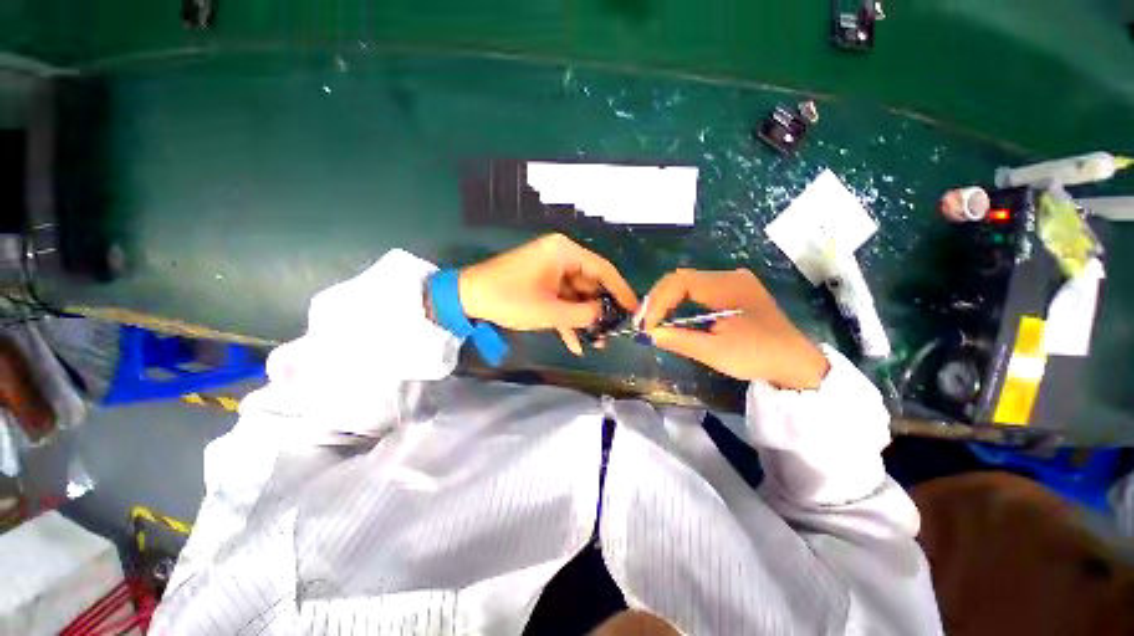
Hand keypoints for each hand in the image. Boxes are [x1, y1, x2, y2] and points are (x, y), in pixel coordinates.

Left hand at [458, 234, 638, 355]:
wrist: (467, 298)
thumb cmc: (509, 299)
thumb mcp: (550, 311)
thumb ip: (583, 314)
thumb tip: (604, 316)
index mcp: (564, 252)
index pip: (603, 270)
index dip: (621, 291)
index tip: (634, 310)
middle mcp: (561, 257)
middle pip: (591, 284)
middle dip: (600, 311)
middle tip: (613, 333)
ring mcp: (551, 271)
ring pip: (577, 296)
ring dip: (584, 319)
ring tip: (597, 344)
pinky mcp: (541, 283)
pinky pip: (561, 300)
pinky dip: (567, 319)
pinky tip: (575, 344)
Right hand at [640, 268, 829, 389]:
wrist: (796, 362)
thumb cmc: (758, 356)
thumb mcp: (715, 352)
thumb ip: (679, 340)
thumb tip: (647, 335)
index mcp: (727, 286)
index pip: (680, 282)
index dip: (657, 302)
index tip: (646, 326)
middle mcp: (728, 276)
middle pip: (681, 278)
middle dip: (657, 299)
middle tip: (642, 322)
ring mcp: (732, 281)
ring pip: (687, 282)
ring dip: (666, 299)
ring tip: (652, 319)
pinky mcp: (733, 290)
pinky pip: (698, 289)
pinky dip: (680, 301)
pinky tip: (672, 315)